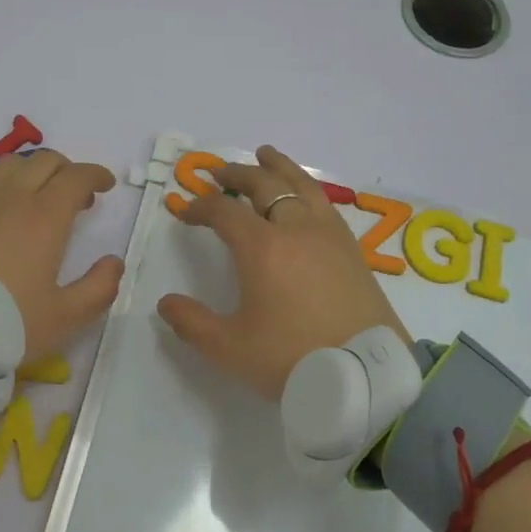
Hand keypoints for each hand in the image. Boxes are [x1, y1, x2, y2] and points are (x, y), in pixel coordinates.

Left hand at [0, 150, 124, 363]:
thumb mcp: (65, 317)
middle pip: (44, 161)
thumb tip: (113, 262)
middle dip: (66, 170)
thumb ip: (99, 288)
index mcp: (46, 218)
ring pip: (7, 164)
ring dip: (29, 170)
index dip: (96, 176)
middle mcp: (10, 198)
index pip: (77, 177)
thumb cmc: (5, 324)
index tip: (105, 186)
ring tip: (34, 193)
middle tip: (75, 196)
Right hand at [157, 145, 409, 398]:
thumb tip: (165, 303)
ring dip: (278, 167)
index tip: (185, 211)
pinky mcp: (352, 248)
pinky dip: (307, 188)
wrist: (365, 376)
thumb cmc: (292, 359)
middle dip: (237, 174)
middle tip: (218, 172)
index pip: (224, 211)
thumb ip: (192, 323)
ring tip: (266, 155)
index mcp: (262, 247)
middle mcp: (296, 229)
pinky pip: (324, 202)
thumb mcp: (229, 348)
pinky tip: (305, 195)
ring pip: (301, 185)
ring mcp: (329, 235)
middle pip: (264, 185)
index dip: (200, 206)